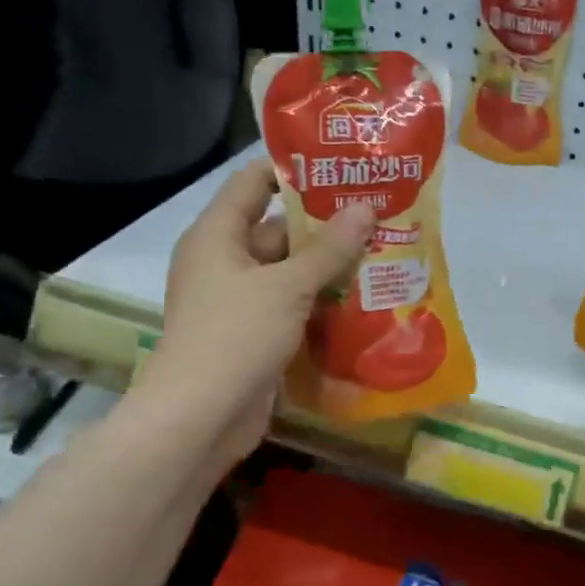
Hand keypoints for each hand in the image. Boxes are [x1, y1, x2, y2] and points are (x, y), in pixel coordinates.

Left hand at [139, 163, 372, 464]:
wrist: (201, 418)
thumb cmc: (236, 336)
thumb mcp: (287, 286)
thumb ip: (329, 249)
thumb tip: (367, 208)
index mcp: (218, 236)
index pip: (253, 183)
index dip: (294, 170)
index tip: (343, 167)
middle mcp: (226, 262)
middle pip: (279, 230)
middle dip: (327, 225)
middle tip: (378, 215)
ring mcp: (240, 301)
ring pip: (290, 272)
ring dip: (330, 267)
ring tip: (383, 252)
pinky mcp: (255, 335)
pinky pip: (293, 307)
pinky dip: (322, 303)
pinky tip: (365, 299)